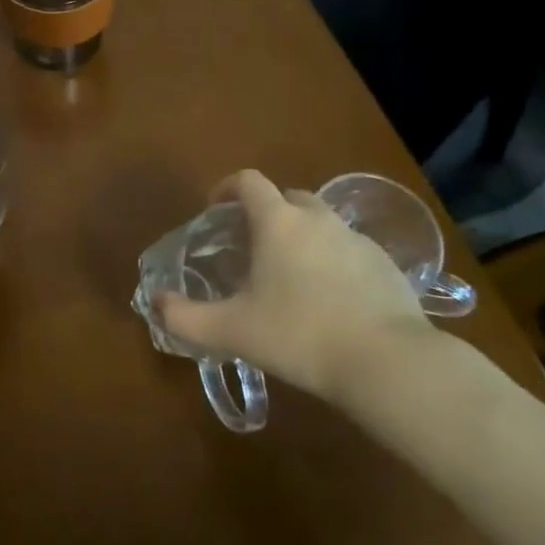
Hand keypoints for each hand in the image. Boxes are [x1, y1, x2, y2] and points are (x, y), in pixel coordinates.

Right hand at [153, 168, 434, 403]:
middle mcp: (317, 219)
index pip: (248, 181)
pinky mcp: (387, 264)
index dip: (227, 188)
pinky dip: (335, 262)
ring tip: (292, 277)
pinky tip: (332, 300)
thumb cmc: (300, 335)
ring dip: (303, 237)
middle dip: (268, 212)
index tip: (215, 210)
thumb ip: (186, 317)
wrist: (388, 363)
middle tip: (254, 247)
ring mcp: (357, 239)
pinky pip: (350, 250)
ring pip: (322, 223)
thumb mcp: (233, 331)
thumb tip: (156, 303)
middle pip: (288, 197)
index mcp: (278, 222)